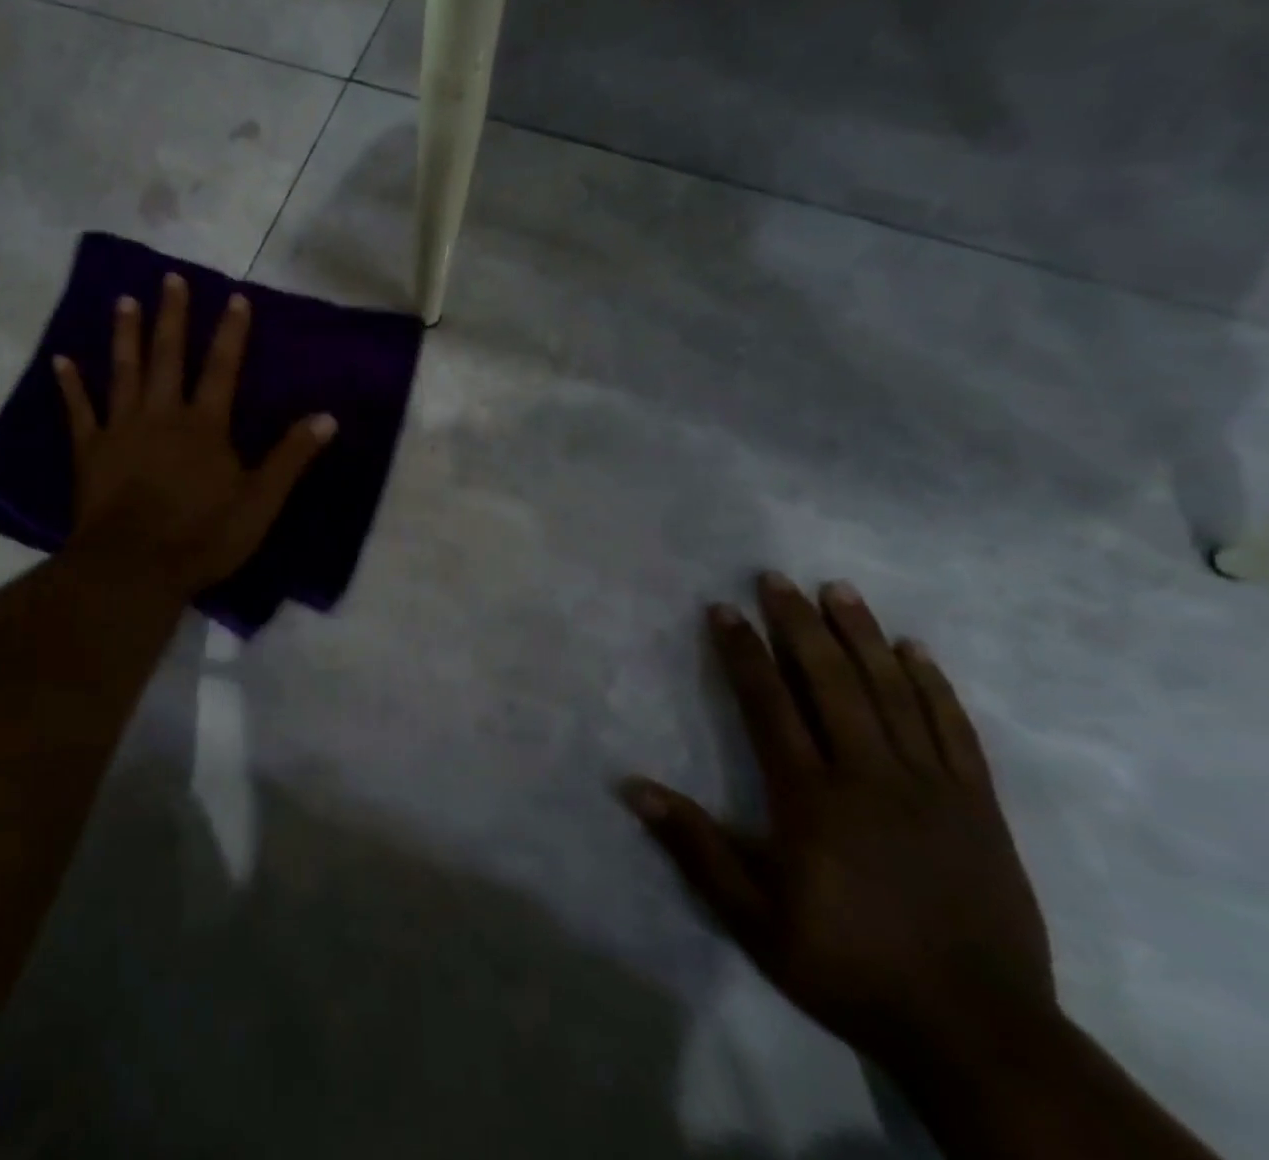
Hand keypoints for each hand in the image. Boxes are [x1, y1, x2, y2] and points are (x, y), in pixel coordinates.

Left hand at [53, 273, 336, 598]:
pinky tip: (61, 360)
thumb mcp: (260, 503)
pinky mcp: (89, 451)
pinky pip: (79, 411)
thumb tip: (327, 417)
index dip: (230, 332)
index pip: (222, 368)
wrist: (133, 568)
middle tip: (169, 278)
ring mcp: (121, 429)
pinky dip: (70, 385)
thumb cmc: (202, 537)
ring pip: (123, 372)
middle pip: (168, 356)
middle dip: (171, 316)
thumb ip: (291, 457)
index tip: (234, 297)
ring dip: (125, 335)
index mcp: (204, 426)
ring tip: (123, 300)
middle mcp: (162, 414)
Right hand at [622, 573, 1054, 1075]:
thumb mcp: (755, 919)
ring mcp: (931, 788)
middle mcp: (869, 776)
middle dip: (799, 624)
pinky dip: (934, 685)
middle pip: (831, 682)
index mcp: (811, 798)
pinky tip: (916, 651)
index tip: (724, 609)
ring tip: (840, 590)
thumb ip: (695, 847)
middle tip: (777, 578)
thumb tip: (631, 786)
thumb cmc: (850, 968)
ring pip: (893, 693)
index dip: (743, 652)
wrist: (979, 1033)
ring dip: (863, 636)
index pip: (769, 704)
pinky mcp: (978, 807)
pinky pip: (954, 730)